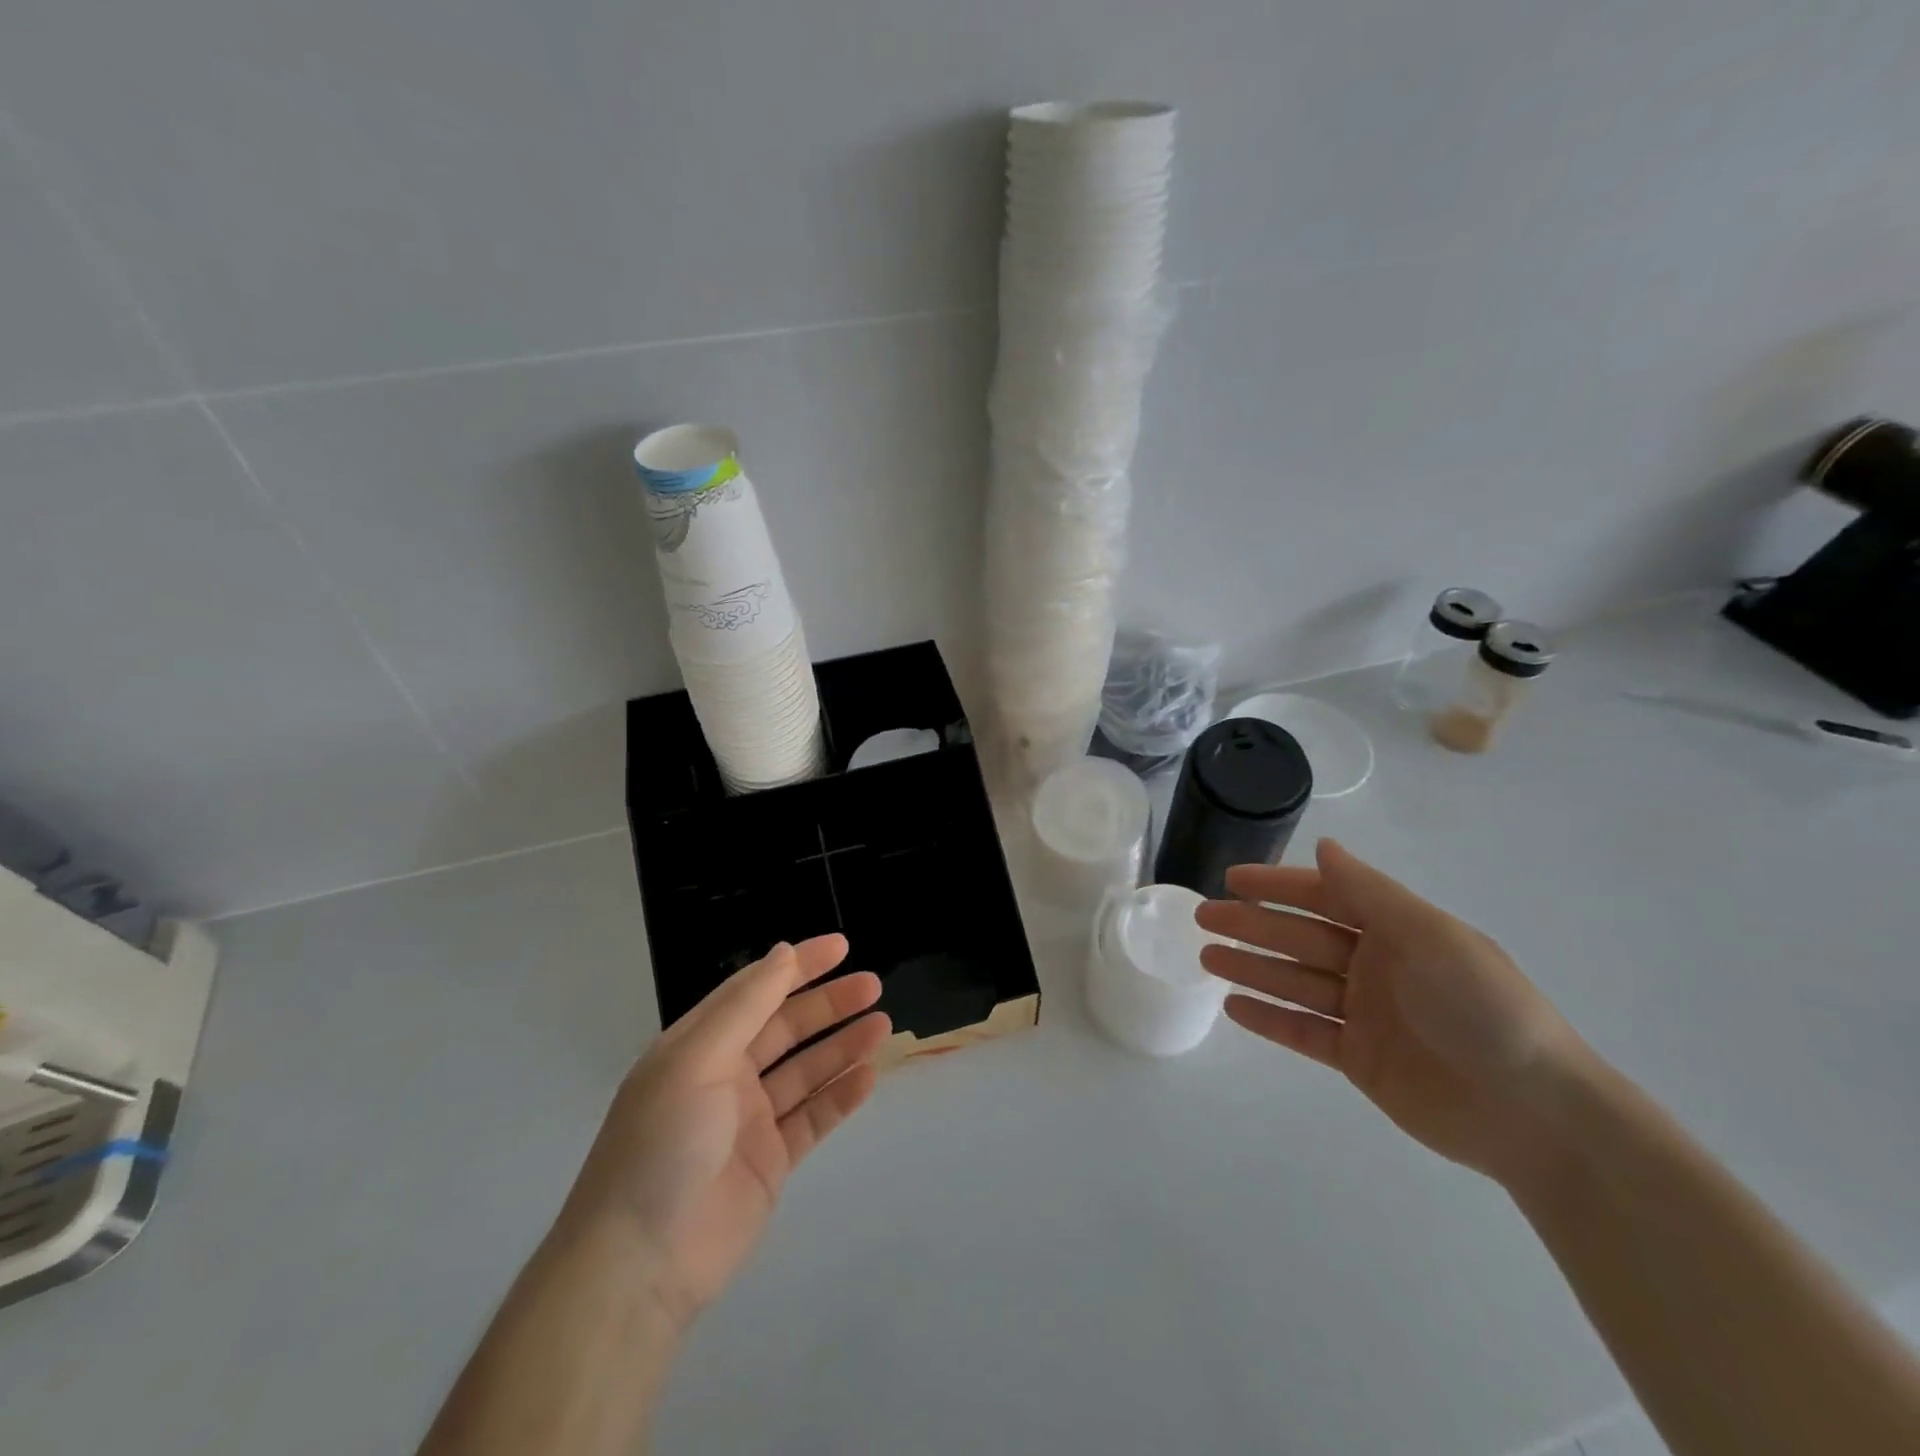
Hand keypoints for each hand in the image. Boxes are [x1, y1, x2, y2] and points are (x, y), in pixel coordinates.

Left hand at [559, 935, 888, 1329]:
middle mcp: (725, 1076)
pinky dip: (841, 1097)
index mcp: (699, 1045)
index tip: (841, 947)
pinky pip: (813, 1118)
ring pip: (806, 1071)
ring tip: (882, 1025)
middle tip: (872, 986)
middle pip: (786, 1027)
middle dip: (828, 1004)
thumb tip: (783, 953)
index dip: (798, 966)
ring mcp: (749, 1121)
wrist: (640, 1266)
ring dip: (842, 1046)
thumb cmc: (663, 1144)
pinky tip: (868, 1078)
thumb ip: (746, 1006)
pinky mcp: (771, 1163)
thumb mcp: (697, 1059)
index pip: (756, 990)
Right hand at [1196, 839, 1587, 1184]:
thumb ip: (1370, 891)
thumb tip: (1324, 847)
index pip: (1325, 896)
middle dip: (1252, 926)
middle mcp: (1377, 965)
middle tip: (1201, 918)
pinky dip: (1269, 1018)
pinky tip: (1233, 1006)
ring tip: (1205, 957)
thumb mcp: (1429, 935)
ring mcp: (1366, 1013)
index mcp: (1397, 929)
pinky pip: (1304, 1031)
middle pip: (1300, 938)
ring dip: (1251, 967)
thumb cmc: (1481, 1007)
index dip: (1278, 886)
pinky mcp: (1359, 1059)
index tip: (1232, 879)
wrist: (1533, 1113)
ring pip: (1295, 982)